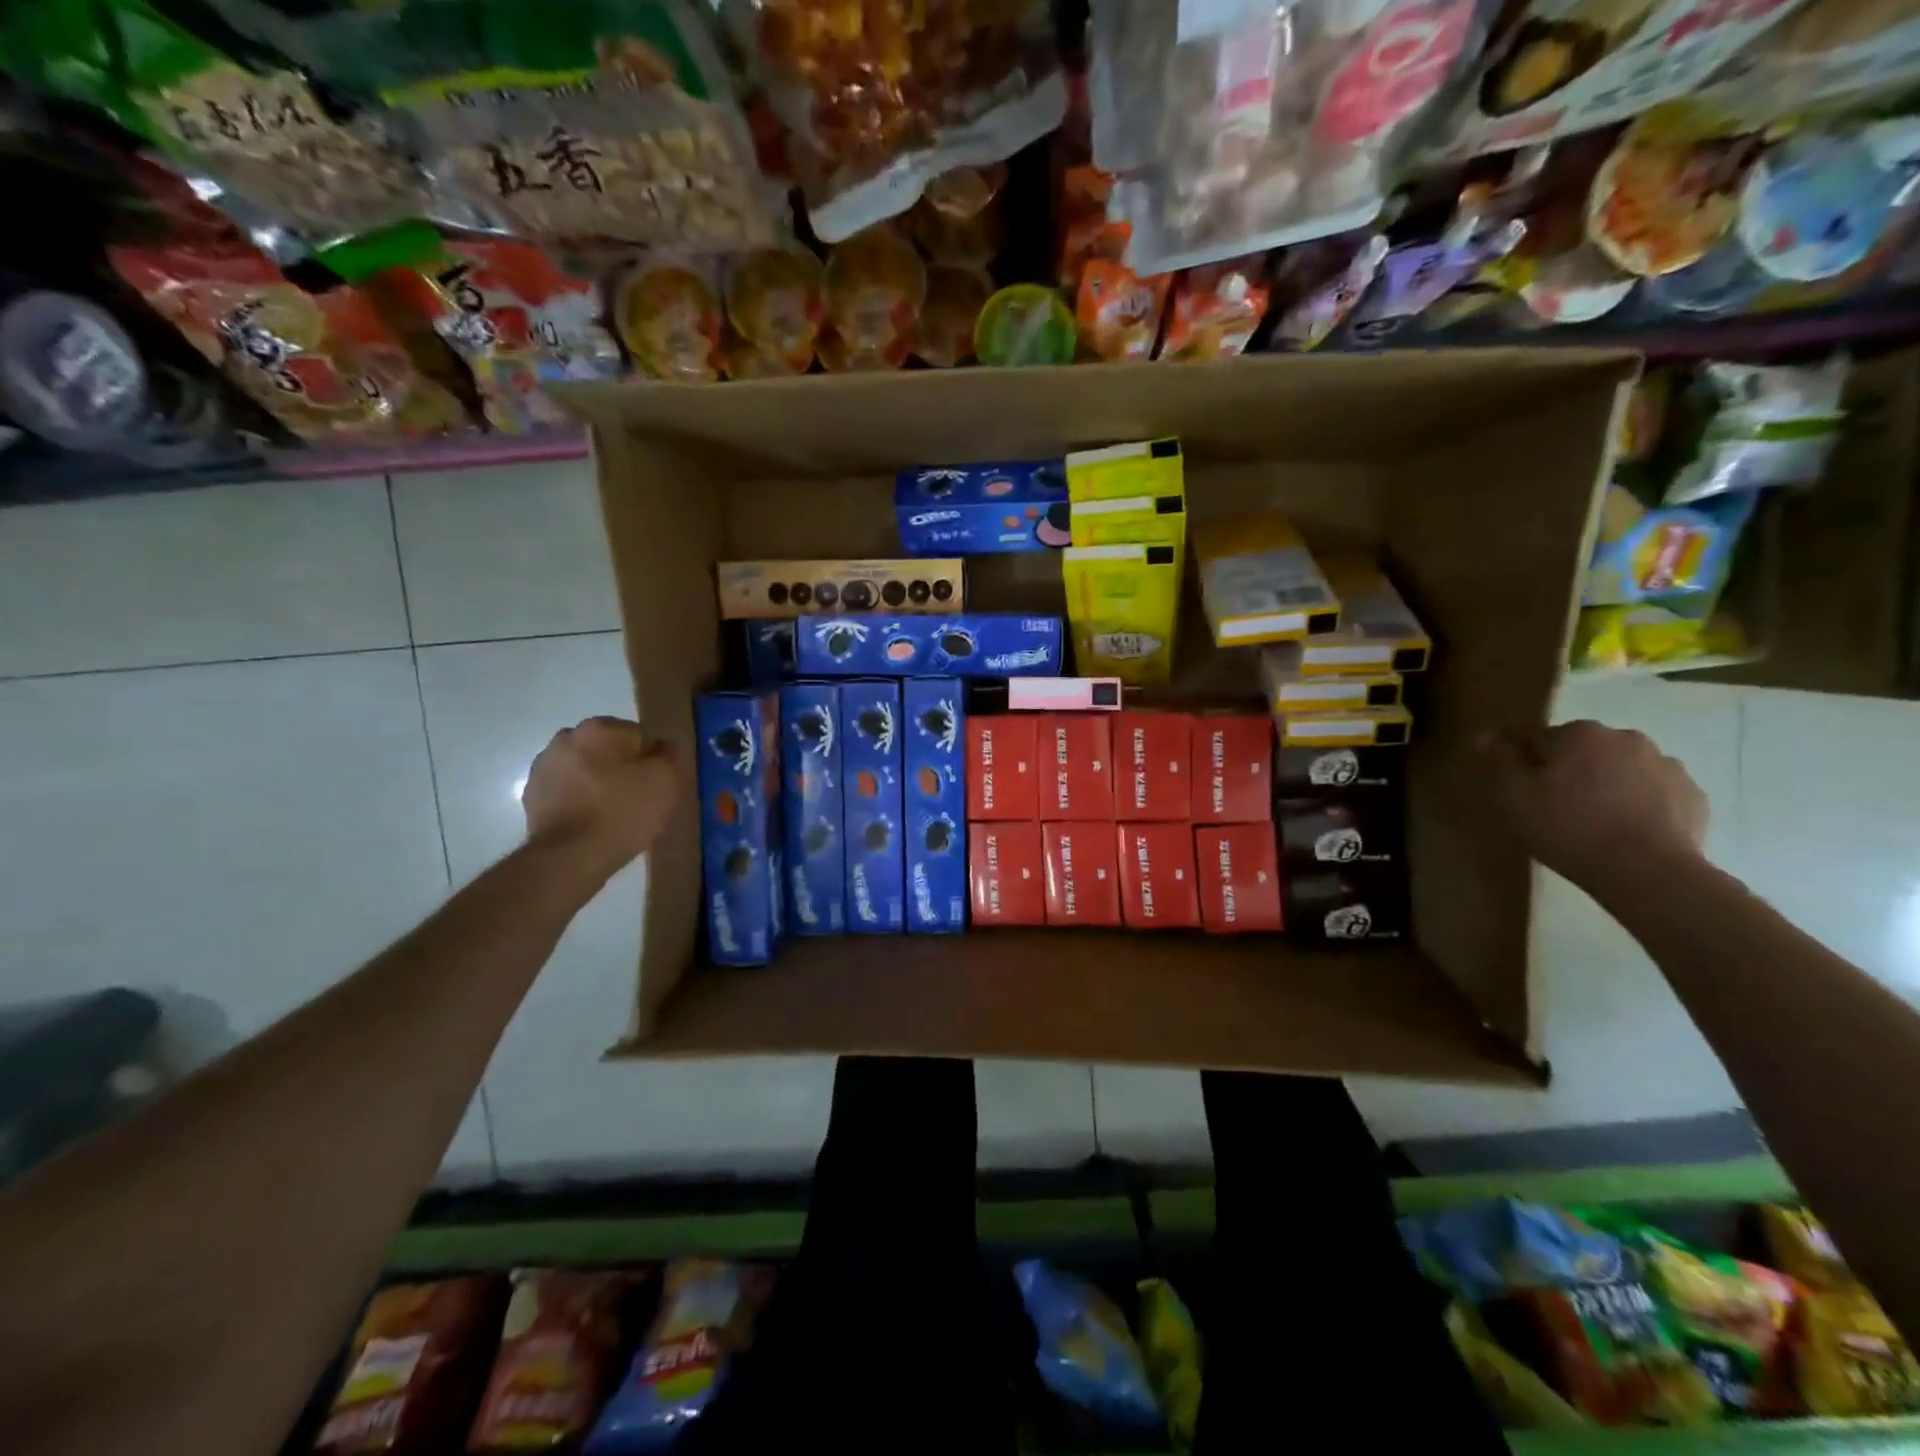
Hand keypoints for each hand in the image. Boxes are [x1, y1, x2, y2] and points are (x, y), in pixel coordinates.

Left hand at [522, 717, 685, 878]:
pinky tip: (590, 822)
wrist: (570, 857)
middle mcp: (566, 738)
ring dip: (597, 782)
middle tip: (636, 799)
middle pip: (608, 750)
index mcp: (600, 728)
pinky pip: (566, 790)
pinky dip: (578, 800)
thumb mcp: (666, 780)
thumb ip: (671, 754)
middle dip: (621, 768)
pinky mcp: (531, 795)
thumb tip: (665, 745)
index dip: (651, 762)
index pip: (639, 736)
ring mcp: (543, 767)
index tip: (655, 786)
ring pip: (584, 768)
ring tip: (612, 814)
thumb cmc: (623, 811)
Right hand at [1482, 720, 1707, 892]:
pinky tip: (1625, 830)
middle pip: (1580, 749)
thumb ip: (1500, 760)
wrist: (1648, 873)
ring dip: (1603, 783)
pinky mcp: (1692, 794)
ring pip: (1619, 768)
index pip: (1534, 736)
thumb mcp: (1513, 796)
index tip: (1513, 786)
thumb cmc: (1568, 828)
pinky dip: (1637, 802)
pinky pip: (1652, 791)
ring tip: (1593, 820)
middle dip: (1565, 769)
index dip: (1519, 760)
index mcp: (1578, 733)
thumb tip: (1488, 735)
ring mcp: (1666, 765)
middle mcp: (1625, 737)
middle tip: (1552, 806)